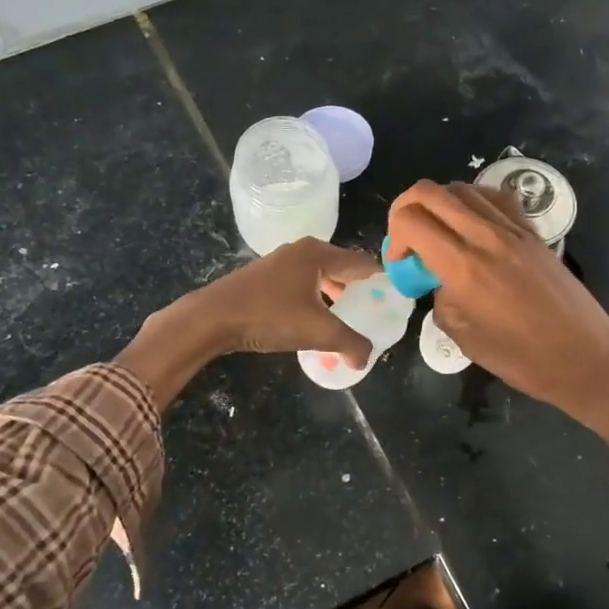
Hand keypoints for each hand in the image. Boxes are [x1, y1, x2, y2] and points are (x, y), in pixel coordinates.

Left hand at [187, 237, 380, 361]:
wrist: (213, 317)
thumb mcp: (318, 332)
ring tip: (347, 319)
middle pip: (341, 268)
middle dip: (359, 289)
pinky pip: (301, 285)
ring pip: (319, 277)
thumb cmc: (269, 316)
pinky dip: (314, 299)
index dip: (382, 279)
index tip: (396, 297)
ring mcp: (280, 262)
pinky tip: (314, 321)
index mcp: (319, 253)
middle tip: (374, 311)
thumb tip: (366, 358)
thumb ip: (350, 343)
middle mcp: (301, 251)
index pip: (362, 262)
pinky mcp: (264, 278)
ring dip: (334, 296)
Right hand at [388, 181, 608, 421]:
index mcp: (463, 266)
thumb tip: (441, 281)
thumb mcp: (463, 337)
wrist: (585, 358)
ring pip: (463, 189)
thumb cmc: (521, 358)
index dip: (393, 236)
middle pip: (430, 192)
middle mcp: (486, 237)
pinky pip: (496, 199)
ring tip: (441, 235)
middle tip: (409, 240)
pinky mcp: (533, 233)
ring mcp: (513, 230)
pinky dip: (474, 203)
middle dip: (406, 209)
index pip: (411, 220)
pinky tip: (473, 228)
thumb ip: (441, 299)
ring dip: (439, 205)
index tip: (401, 262)